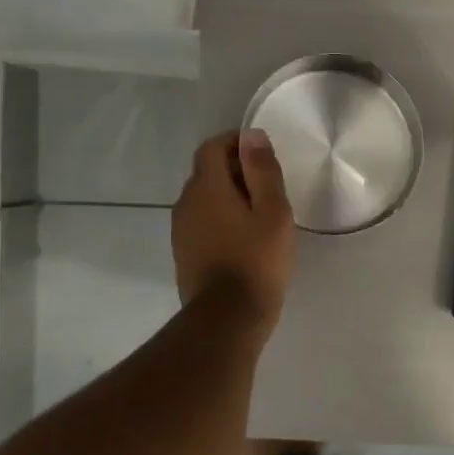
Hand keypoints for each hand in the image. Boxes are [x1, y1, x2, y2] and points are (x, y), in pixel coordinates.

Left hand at [171, 130, 294, 329]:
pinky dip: (221, 219)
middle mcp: (186, 202)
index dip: (236, 143)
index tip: (263, 155)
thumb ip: (262, 170)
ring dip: (228, 197)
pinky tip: (244, 239)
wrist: (227, 318)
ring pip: (204, 199)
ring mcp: (181, 229)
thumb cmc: (257, 260)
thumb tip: (251, 136)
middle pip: (207, 172)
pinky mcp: (183, 252)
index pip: (213, 147)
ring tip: (260, 215)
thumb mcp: (272, 211)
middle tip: (269, 187)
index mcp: (207, 187)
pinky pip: (202, 222)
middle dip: (235, 170)